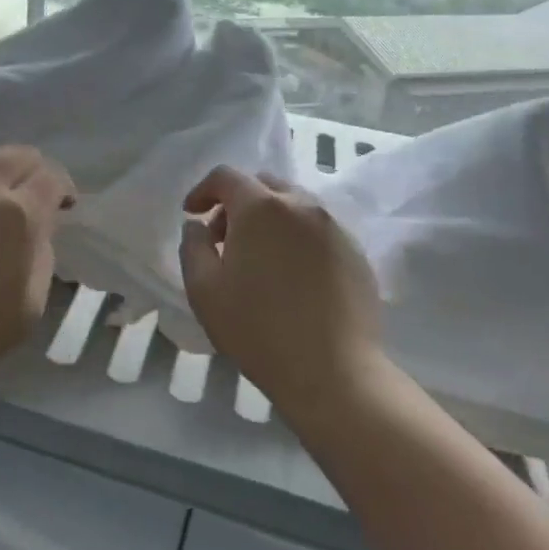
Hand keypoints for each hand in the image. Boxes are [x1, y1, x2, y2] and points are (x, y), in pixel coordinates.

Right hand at [178, 167, 387, 425]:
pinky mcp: (357, 253)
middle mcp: (302, 206)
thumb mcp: (203, 289)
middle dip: (238, 203)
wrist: (334, 373)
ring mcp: (335, 228)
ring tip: (259, 259)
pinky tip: (291, 276)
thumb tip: (197, 225)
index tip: (191, 214)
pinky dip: (297, 238)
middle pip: (264, 184)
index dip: (203, 190)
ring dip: (270, 219)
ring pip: (295, 206)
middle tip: (224, 239)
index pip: (226, 176)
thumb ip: (192, 246)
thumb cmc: (258, 329)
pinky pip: (319, 230)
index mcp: (261, 207)